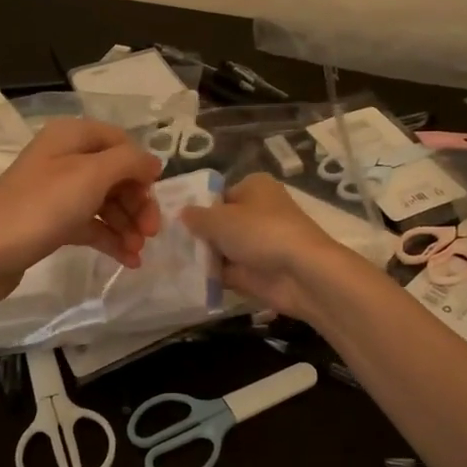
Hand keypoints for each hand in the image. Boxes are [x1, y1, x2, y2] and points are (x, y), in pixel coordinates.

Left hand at [0, 119, 163, 302]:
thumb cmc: (41, 207)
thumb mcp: (91, 175)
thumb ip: (129, 162)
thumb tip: (153, 163)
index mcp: (71, 136)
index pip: (120, 142)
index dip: (141, 168)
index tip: (154, 197)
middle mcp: (64, 158)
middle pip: (115, 174)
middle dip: (137, 202)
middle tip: (152, 232)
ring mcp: (57, 191)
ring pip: (105, 202)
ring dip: (127, 224)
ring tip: (139, 251)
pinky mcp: (52, 222)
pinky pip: (91, 225)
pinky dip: (111, 239)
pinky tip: (129, 260)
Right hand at [180, 173, 354, 318]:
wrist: (301, 273)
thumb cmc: (260, 232)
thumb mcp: (220, 219)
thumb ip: (197, 217)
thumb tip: (182, 212)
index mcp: (254, 187)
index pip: (218, 194)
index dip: (196, 206)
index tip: (171, 219)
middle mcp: (258, 211)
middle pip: (220, 222)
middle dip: (197, 234)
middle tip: (165, 242)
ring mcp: (258, 243)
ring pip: (223, 247)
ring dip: (202, 256)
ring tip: (168, 260)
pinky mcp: (258, 271)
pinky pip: (228, 271)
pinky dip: (211, 275)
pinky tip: (184, 278)